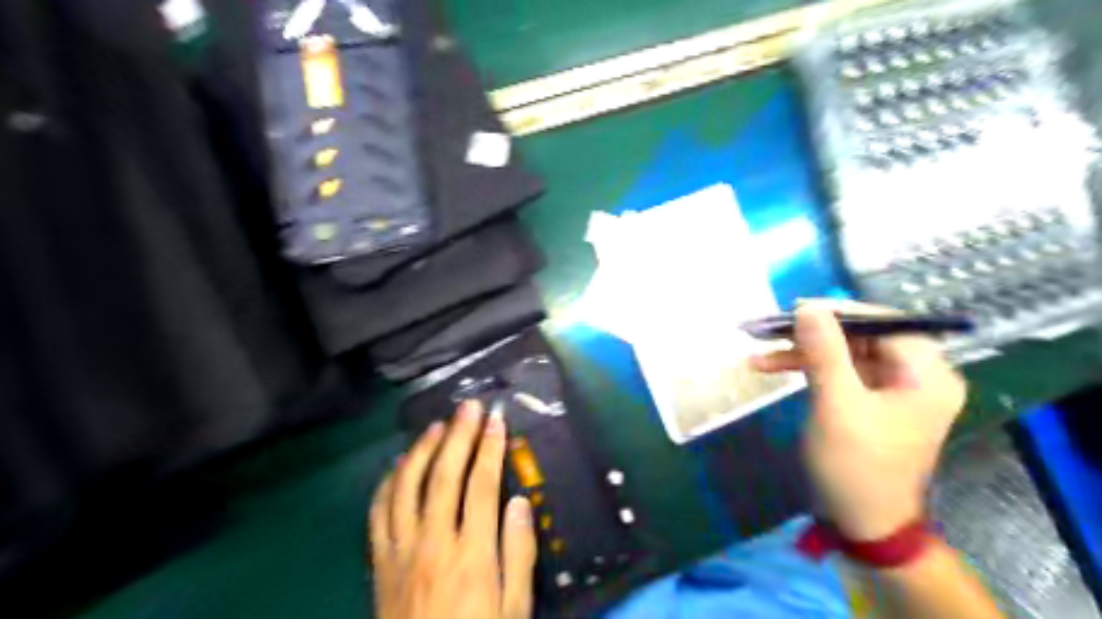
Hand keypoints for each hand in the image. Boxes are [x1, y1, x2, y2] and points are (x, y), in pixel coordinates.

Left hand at [369, 402, 537, 617]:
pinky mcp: (379, 560)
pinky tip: (399, 464)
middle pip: (444, 475)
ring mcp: (400, 549)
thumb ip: (518, 552)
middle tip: (468, 407)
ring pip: (407, 485)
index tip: (496, 420)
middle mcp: (433, 542)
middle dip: (458, 435)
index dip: (490, 448)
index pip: (482, 485)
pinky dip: (388, 482)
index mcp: (472, 554)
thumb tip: (519, 501)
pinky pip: (378, 511)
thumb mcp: (513, 607)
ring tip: (436, 425)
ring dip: (421, 449)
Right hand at [749, 301, 965, 539]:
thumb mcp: (836, 404)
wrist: (862, 522)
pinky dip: (805, 368)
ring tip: (759, 352)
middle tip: (771, 329)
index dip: (839, 311)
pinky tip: (770, 367)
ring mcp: (890, 389)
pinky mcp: (868, 401)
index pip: (884, 322)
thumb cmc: (855, 465)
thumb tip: (808, 306)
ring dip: (801, 352)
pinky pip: (837, 373)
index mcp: (926, 374)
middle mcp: (915, 376)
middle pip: (860, 336)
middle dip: (812, 333)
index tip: (796, 308)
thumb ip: (824, 351)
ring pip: (843, 353)